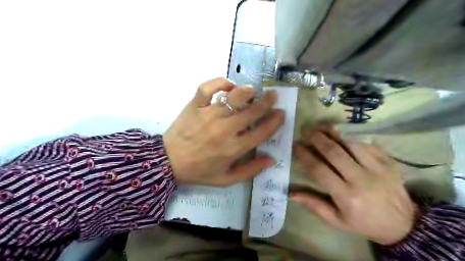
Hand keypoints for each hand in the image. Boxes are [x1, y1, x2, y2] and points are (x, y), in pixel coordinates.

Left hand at [164, 78, 283, 185]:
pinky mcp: (194, 106)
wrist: (168, 162)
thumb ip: (250, 171)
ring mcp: (209, 115)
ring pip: (233, 97)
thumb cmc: (199, 171)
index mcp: (233, 148)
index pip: (261, 132)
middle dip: (266, 102)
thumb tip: (271, 159)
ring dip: (247, 91)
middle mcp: (224, 130)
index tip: (281, 113)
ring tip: (253, 90)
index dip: (275, 122)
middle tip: (273, 95)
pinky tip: (228, 85)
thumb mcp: (226, 179)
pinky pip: (208, 88)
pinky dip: (220, 82)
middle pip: (251, 112)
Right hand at [291, 127, 415, 245]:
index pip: (319, 170)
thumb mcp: (336, 221)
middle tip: (305, 130)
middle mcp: (362, 179)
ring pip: (350, 143)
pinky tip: (340, 133)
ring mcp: (378, 168)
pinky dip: (351, 136)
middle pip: (334, 152)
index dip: (305, 156)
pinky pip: (366, 144)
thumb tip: (290, 193)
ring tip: (320, 126)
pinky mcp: (389, 162)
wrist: (404, 225)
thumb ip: (313, 205)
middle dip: (316, 138)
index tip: (296, 146)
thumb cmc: (364, 223)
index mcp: (347, 196)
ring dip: (333, 133)